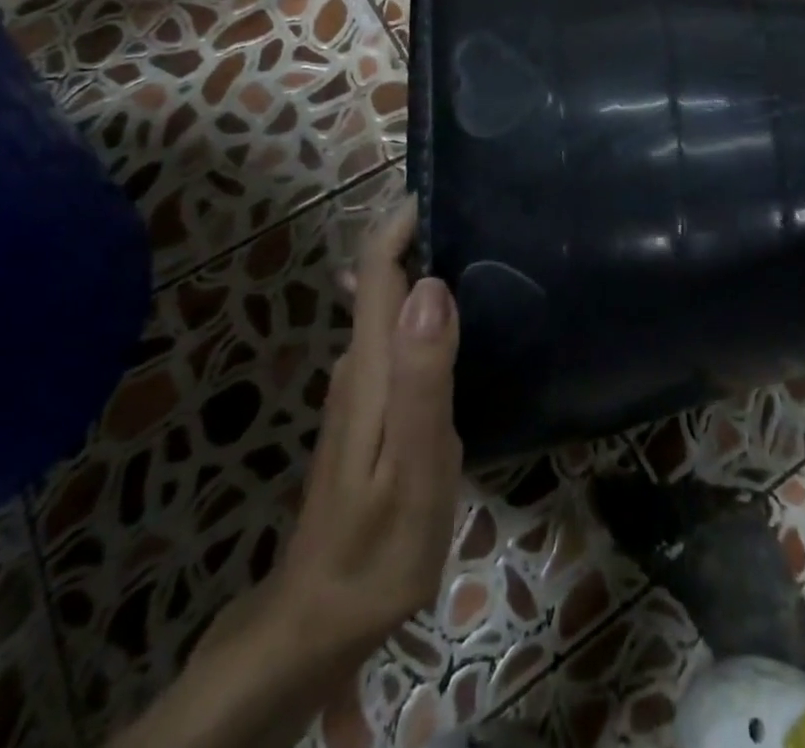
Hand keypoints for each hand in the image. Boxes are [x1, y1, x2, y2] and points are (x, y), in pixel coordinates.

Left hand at [268, 197, 463, 665]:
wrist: (321, 620)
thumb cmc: (377, 545)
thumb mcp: (414, 465)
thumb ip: (424, 376)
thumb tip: (433, 285)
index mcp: (370, 365)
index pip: (377, 268)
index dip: (403, 221)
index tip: (445, 184)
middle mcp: (360, 363)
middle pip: (385, 278)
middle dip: (422, 234)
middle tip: (483, 209)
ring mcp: (364, 388)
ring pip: (393, 306)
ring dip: (426, 269)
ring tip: (483, 249)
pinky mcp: (374, 409)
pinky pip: (400, 336)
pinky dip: (426, 309)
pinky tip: (463, 318)